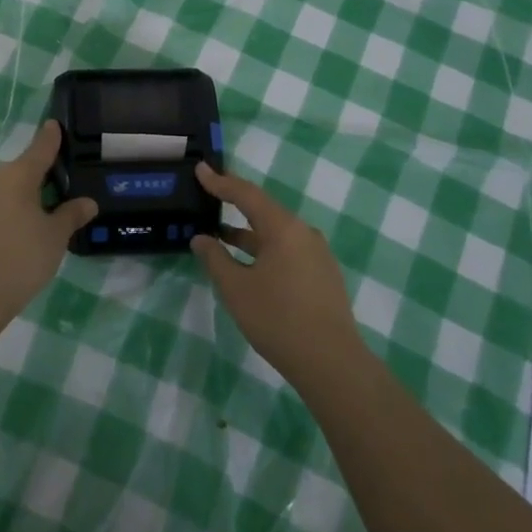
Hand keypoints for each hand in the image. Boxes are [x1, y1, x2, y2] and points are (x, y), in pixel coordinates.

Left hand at [0, 121, 96, 329]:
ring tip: (48, 207)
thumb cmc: (21, 259)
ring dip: (27, 194)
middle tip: (64, 179)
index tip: (55, 124)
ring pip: (8, 189)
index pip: (40, 148)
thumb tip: (87, 202)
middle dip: (42, 172)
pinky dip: (12, 211)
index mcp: (17, 176)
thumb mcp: (55, 237)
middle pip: (23, 169)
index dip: (50, 137)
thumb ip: (72, 215)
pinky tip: (23, 229)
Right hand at [191, 163, 363, 382]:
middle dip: (235, 204)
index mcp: (283, 228)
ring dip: (248, 232)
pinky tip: (249, 264)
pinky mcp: (322, 274)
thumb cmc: (278, 319)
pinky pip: (288, 249)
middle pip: (264, 210)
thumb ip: (215, 259)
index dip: (221, 182)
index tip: (201, 169)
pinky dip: (264, 249)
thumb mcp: (237, 289)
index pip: (246, 194)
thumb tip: (200, 238)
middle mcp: (304, 233)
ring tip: (221, 235)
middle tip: (210, 197)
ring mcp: (317, 254)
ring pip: (276, 233)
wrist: (331, 362)